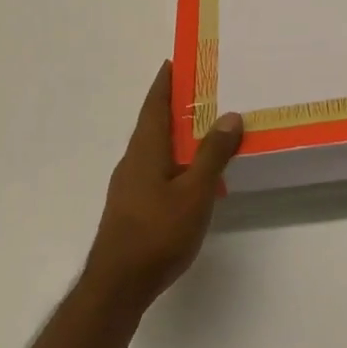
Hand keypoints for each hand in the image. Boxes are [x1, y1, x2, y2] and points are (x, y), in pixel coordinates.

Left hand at [83, 61, 242, 310]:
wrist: (117, 287)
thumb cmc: (157, 233)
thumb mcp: (195, 192)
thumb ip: (212, 154)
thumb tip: (229, 116)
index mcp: (145, 150)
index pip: (155, 104)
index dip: (165, 82)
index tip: (176, 60)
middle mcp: (133, 161)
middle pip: (154, 123)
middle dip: (175, 104)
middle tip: (204, 89)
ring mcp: (130, 185)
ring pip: (156, 148)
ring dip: (177, 133)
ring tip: (206, 126)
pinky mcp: (132, 206)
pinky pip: (157, 168)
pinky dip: (175, 157)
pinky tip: (193, 172)